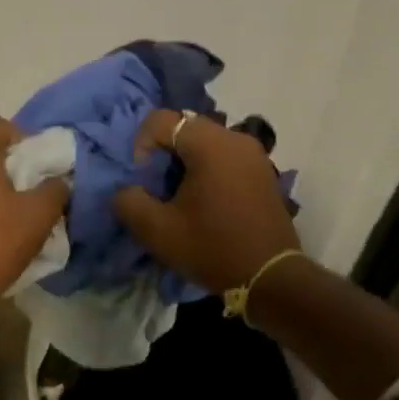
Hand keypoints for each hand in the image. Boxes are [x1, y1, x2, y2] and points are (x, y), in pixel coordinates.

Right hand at [112, 111, 299, 292]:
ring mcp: (254, 154)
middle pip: (185, 128)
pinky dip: (208, 169)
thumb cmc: (213, 248)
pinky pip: (225, 156)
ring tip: (180, 196)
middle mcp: (235, 138)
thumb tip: (126, 191)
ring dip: (186, 161)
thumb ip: (129, 203)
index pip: (161, 120)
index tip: (144, 179)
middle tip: (158, 187)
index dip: (142, 145)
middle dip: (164, 153)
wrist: (272, 279)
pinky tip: (206, 201)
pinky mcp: (263, 171)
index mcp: (210, 144)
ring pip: (206, 142)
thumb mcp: (158, 231)